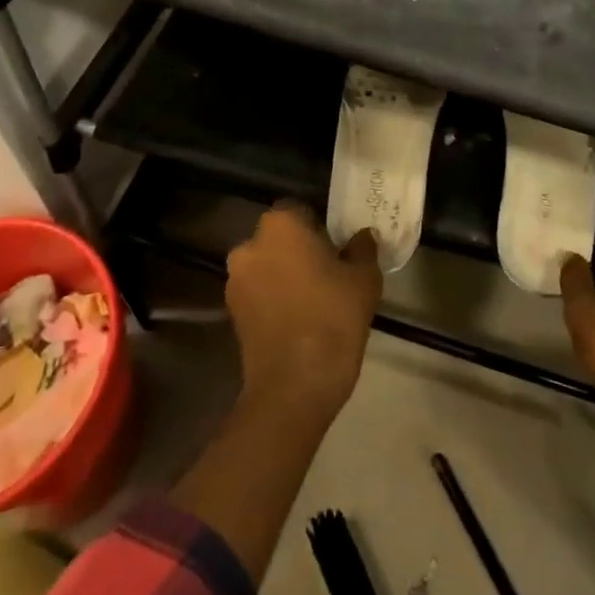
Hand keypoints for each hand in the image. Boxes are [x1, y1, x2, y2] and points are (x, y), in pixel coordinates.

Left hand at [226, 203, 381, 418]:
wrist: (294, 385)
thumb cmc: (333, 317)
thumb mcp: (363, 278)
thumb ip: (362, 249)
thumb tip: (362, 237)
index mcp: (280, 224)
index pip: (300, 210)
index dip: (320, 226)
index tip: (337, 248)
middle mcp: (250, 244)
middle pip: (279, 237)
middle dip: (298, 249)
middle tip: (328, 272)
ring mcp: (236, 280)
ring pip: (266, 265)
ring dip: (283, 274)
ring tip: (312, 300)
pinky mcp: (231, 312)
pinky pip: (258, 293)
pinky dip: (273, 299)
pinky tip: (297, 320)